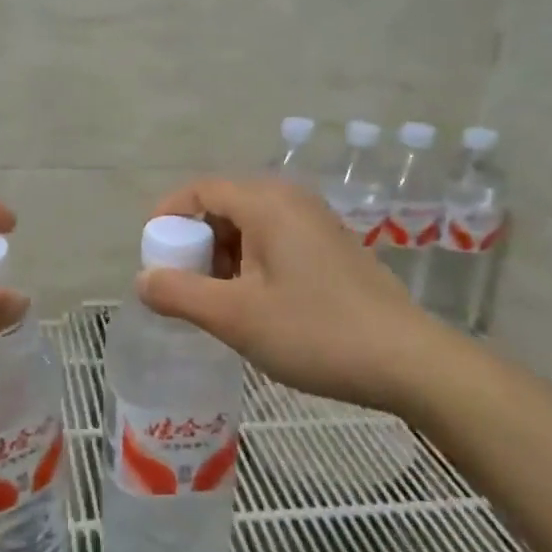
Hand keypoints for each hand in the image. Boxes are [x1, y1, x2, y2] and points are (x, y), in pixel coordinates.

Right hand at [137, 176, 450, 415]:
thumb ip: (180, 294)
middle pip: (224, 205)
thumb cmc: (315, 332)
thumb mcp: (235, 317)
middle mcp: (292, 200)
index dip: (167, 217)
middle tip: (182, 285)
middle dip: (194, 242)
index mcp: (266, 203)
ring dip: (222, 256)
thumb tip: (143, 280)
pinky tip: (253, 304)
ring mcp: (316, 223)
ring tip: (215, 302)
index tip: (151, 255)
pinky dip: (250, 264)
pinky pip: (275, 241)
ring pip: (250, 225)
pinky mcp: (331, 248)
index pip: (200, 190)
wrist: (408, 361)